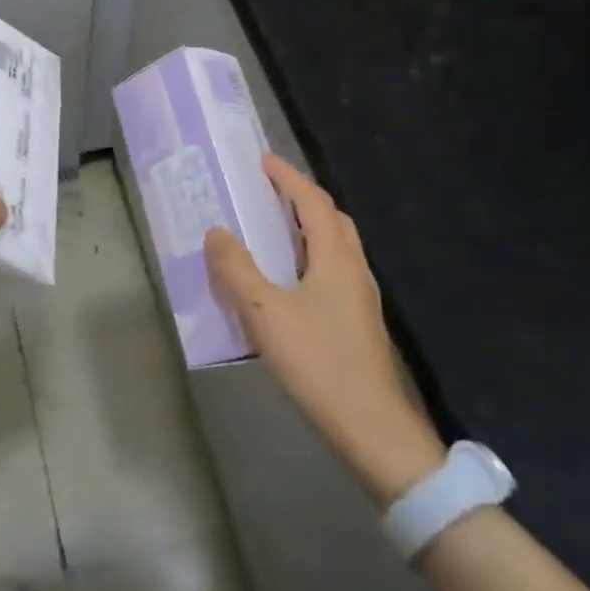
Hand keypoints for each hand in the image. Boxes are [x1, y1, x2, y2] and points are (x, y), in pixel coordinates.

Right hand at [203, 155, 444, 501]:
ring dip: (308, 228)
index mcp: (336, 258)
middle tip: (269, 192)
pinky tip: (288, 281)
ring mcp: (360, 298)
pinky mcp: (357, 323)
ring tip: (274, 230)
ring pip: (336, 247)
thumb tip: (216, 232)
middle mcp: (354, 270)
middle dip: (302, 198)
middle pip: (333, 219)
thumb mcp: (266, 313)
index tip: (263, 161)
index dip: (289, 178)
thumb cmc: (320, 363)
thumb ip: (237, 270)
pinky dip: (310, 256)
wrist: (374, 429)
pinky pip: (333, 271)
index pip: (313, 203)